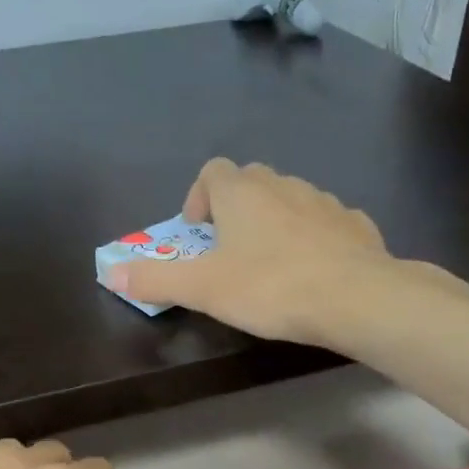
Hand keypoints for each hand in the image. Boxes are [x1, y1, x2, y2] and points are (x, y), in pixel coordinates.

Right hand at [104, 159, 393, 343]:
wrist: (356, 297)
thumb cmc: (270, 287)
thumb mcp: (202, 289)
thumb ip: (156, 279)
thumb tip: (112, 272)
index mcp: (242, 193)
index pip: (213, 171)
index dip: (198, 197)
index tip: (198, 233)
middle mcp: (283, 185)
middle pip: (251, 182)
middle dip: (235, 210)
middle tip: (230, 253)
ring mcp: (324, 202)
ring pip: (290, 200)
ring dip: (275, 224)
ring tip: (271, 267)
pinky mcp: (355, 225)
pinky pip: (325, 223)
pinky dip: (313, 239)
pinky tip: (314, 272)